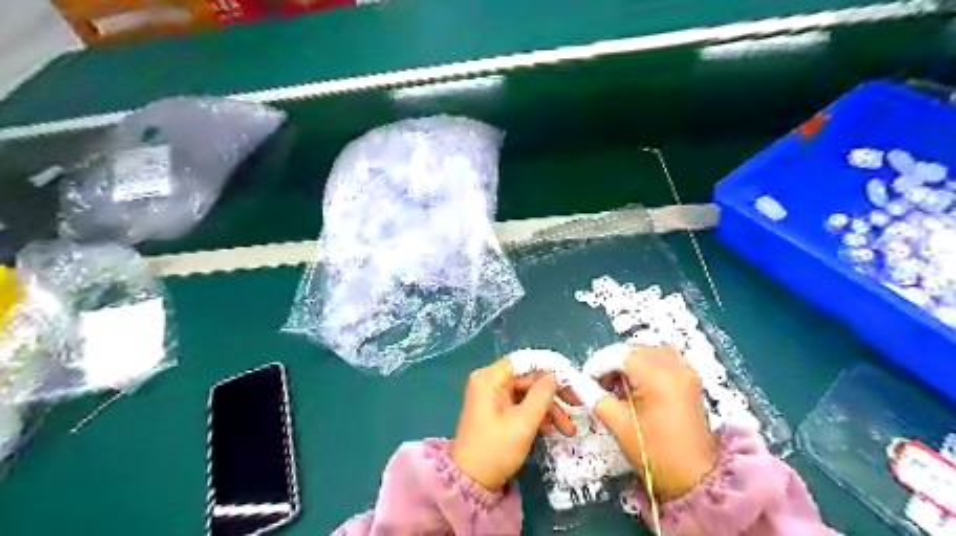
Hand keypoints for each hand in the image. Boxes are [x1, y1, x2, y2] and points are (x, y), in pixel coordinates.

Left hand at [453, 357, 578, 490]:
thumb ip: (541, 395)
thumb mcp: (523, 423)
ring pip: (527, 393)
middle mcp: (489, 381)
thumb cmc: (495, 450)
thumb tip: (554, 376)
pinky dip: (536, 415)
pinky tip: (552, 429)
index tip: (570, 379)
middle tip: (576, 406)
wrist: (470, 482)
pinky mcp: (495, 409)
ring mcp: (491, 396)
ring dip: (548, 408)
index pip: (524, 362)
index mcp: (489, 378)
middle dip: (552, 395)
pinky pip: (520, 404)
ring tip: (568, 429)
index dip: (548, 368)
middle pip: (527, 378)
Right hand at [591, 345, 717, 500]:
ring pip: (648, 353)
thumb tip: (581, 383)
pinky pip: (662, 361)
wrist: (696, 481)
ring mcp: (685, 372)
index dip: (598, 364)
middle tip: (599, 384)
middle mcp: (674, 367)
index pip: (619, 355)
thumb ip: (596, 398)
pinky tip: (636, 386)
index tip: (586, 379)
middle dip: (612, 363)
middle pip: (634, 350)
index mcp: (657, 377)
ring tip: (617, 386)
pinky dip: (645, 367)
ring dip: (629, 363)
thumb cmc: (656, 454)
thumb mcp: (619, 425)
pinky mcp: (689, 381)